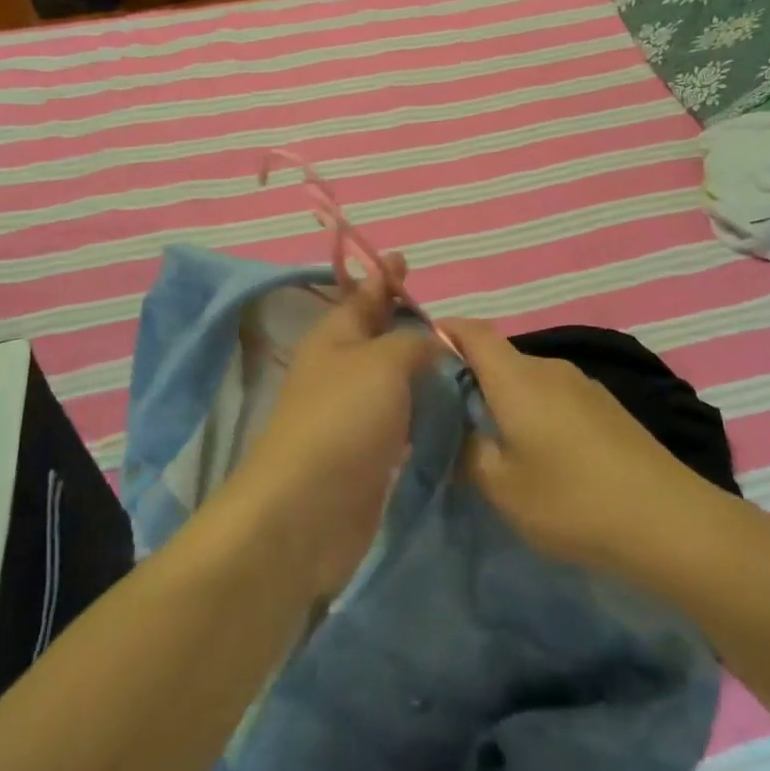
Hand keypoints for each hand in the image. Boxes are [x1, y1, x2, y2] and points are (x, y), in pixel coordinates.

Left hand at [227, 254, 440, 597]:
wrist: (308, 510)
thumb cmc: (343, 419)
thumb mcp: (383, 361)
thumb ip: (414, 342)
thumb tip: (435, 340)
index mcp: (335, 338)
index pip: (363, 295)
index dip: (384, 277)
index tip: (404, 259)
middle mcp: (343, 370)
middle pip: (379, 335)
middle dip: (408, 320)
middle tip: (451, 312)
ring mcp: (355, 414)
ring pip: (394, 378)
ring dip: (421, 366)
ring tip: (461, 354)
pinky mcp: (370, 453)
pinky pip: (402, 418)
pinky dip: (423, 408)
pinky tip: (451, 405)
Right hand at [445, 319, 715, 578]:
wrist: (668, 521)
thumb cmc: (572, 501)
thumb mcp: (502, 488)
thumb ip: (467, 452)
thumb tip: (456, 431)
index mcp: (517, 377)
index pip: (471, 331)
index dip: (442, 332)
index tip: (417, 354)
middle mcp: (549, 368)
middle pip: (498, 356)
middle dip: (469, 377)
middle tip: (446, 416)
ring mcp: (582, 384)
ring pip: (527, 378)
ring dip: (503, 398)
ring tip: (490, 440)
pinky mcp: (606, 406)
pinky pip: (553, 395)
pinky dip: (533, 410)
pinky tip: (537, 452)